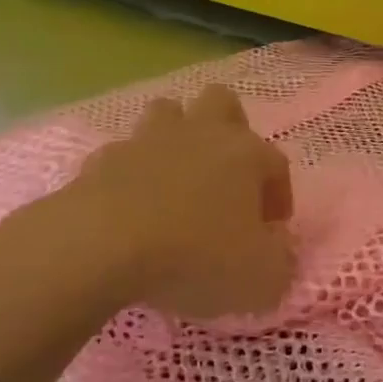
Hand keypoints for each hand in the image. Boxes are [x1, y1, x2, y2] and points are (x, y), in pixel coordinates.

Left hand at [73, 85, 296, 320]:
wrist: (102, 245)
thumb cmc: (195, 256)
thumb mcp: (259, 278)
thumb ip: (279, 262)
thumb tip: (275, 249)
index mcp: (245, 154)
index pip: (276, 163)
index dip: (279, 195)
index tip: (272, 230)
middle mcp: (200, 133)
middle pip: (221, 103)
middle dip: (229, 130)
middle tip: (227, 177)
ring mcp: (147, 140)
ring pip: (168, 113)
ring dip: (176, 139)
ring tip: (177, 181)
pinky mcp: (103, 158)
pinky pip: (124, 155)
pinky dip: (131, 174)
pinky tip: (130, 206)